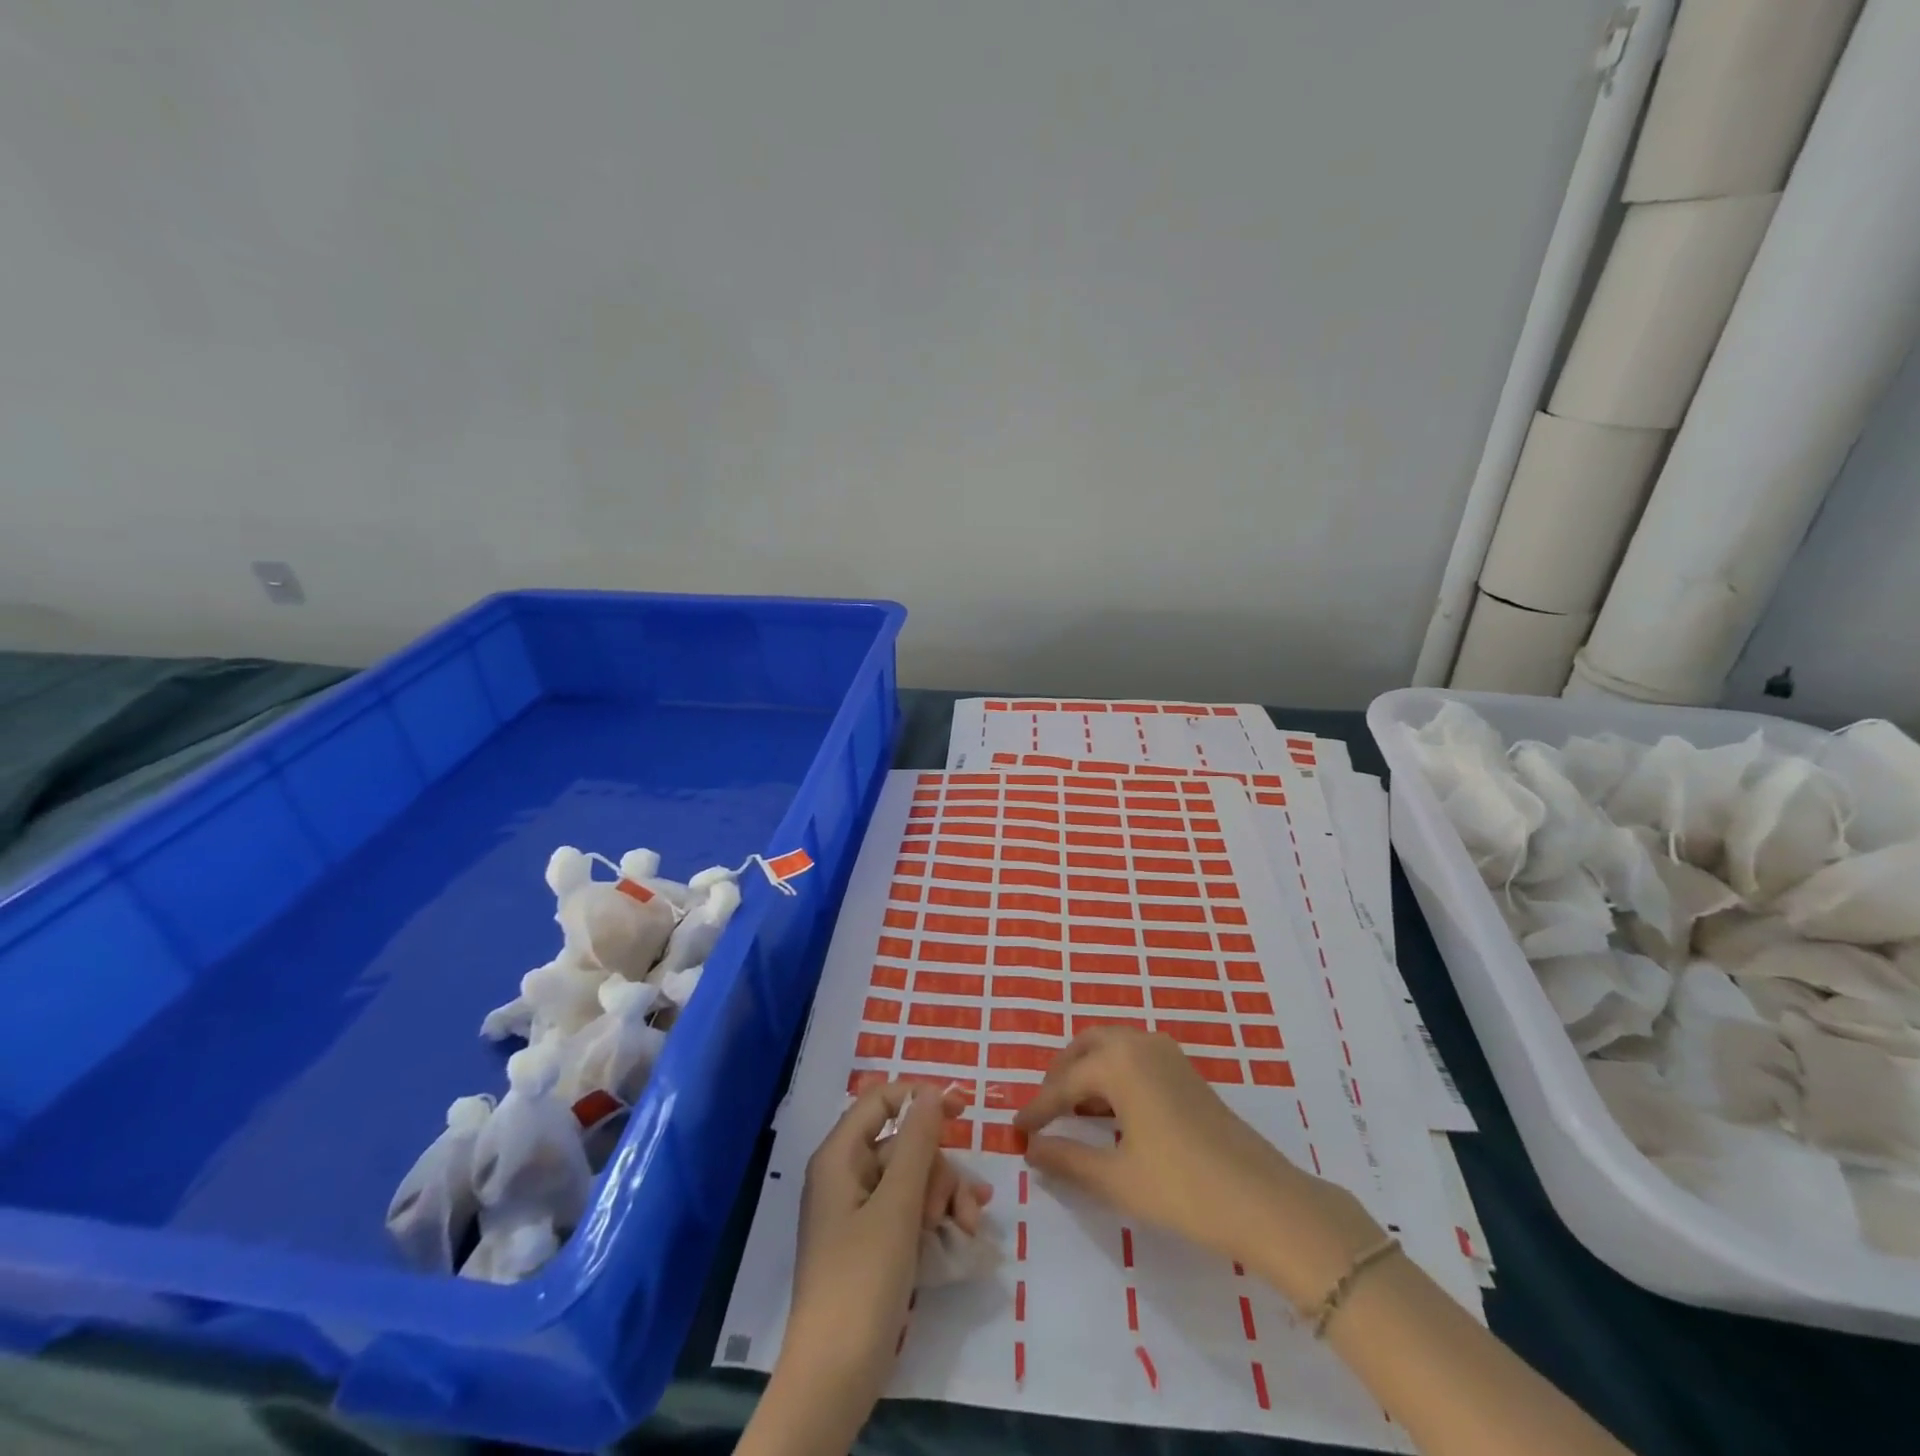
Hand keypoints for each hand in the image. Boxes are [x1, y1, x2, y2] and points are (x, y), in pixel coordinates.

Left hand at [785, 1082, 990, 1395]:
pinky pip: (910, 1212)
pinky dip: (937, 1218)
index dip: (920, 1098)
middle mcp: (847, 1176)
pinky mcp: (873, 1244)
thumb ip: (916, 1143)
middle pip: (904, 1145)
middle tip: (955, 1210)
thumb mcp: (897, 1206)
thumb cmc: (861, 1281)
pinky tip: (966, 1234)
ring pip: (913, 1179)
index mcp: (840, 1157)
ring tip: (969, 1228)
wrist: (834, 1379)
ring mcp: (860, 1212)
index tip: (962, 1110)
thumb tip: (929, 1091)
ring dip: (946, 1197)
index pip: (880, 1101)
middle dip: (939, 1169)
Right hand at [1013, 1027, 1381, 1309]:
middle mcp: (1140, 1043)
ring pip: (1111, 1048)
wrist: (1263, 1200)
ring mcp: (1167, 1054)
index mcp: (1118, 1061)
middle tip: (1043, 1110)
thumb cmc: (1182, 1187)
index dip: (1037, 1109)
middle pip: (1085, 1047)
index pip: (1063, 1083)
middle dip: (1060, 1075)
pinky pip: (1134, 1057)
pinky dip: (1112, 1074)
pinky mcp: (1185, 1071)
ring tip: (1072, 1110)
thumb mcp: (1116, 1178)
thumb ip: (1067, 1159)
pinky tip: (1111, 1111)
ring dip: (1087, 1072)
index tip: (1016, 1131)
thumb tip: (1032, 1148)